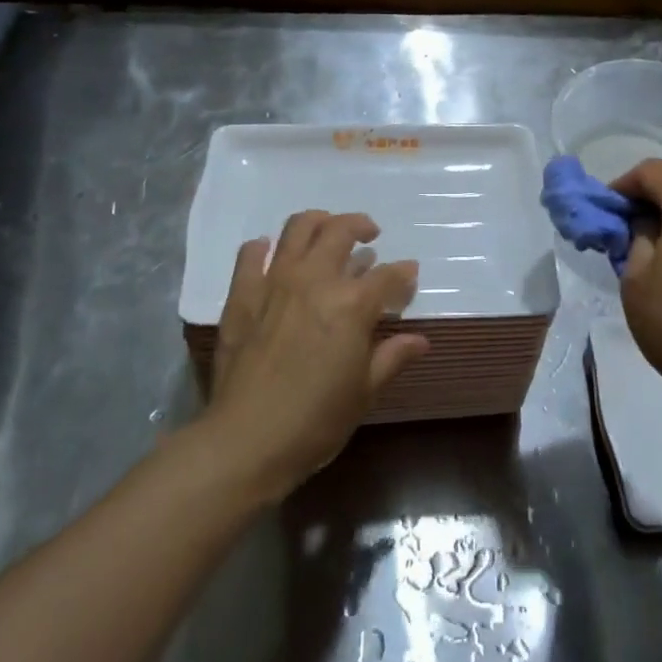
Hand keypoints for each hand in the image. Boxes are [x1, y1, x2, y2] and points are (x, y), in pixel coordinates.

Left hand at [206, 210, 426, 499]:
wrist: (247, 440)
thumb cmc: (316, 421)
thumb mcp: (364, 392)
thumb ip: (392, 357)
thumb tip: (420, 340)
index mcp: (351, 304)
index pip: (388, 276)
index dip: (403, 274)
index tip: (409, 275)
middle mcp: (315, 280)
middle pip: (341, 231)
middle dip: (361, 226)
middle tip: (369, 236)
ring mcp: (274, 283)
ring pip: (298, 228)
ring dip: (318, 221)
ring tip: (327, 230)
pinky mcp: (241, 295)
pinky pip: (250, 256)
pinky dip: (263, 248)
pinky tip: (271, 252)